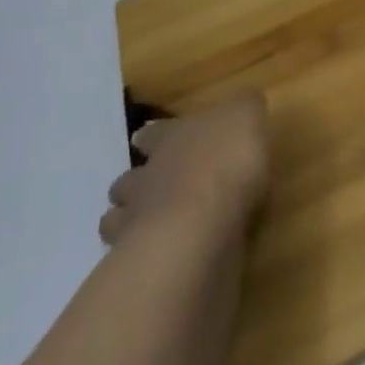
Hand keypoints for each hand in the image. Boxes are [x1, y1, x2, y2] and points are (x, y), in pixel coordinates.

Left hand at [99, 92, 269, 244]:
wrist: (201, 226)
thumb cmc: (226, 162)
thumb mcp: (246, 117)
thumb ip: (244, 108)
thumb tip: (244, 101)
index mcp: (171, 139)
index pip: (154, 134)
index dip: (152, 136)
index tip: (142, 138)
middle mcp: (148, 176)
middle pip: (129, 179)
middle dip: (134, 183)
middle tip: (146, 189)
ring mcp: (138, 221)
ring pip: (118, 219)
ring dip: (128, 221)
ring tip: (144, 227)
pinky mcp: (143, 263)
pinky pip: (131, 258)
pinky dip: (137, 257)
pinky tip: (156, 259)